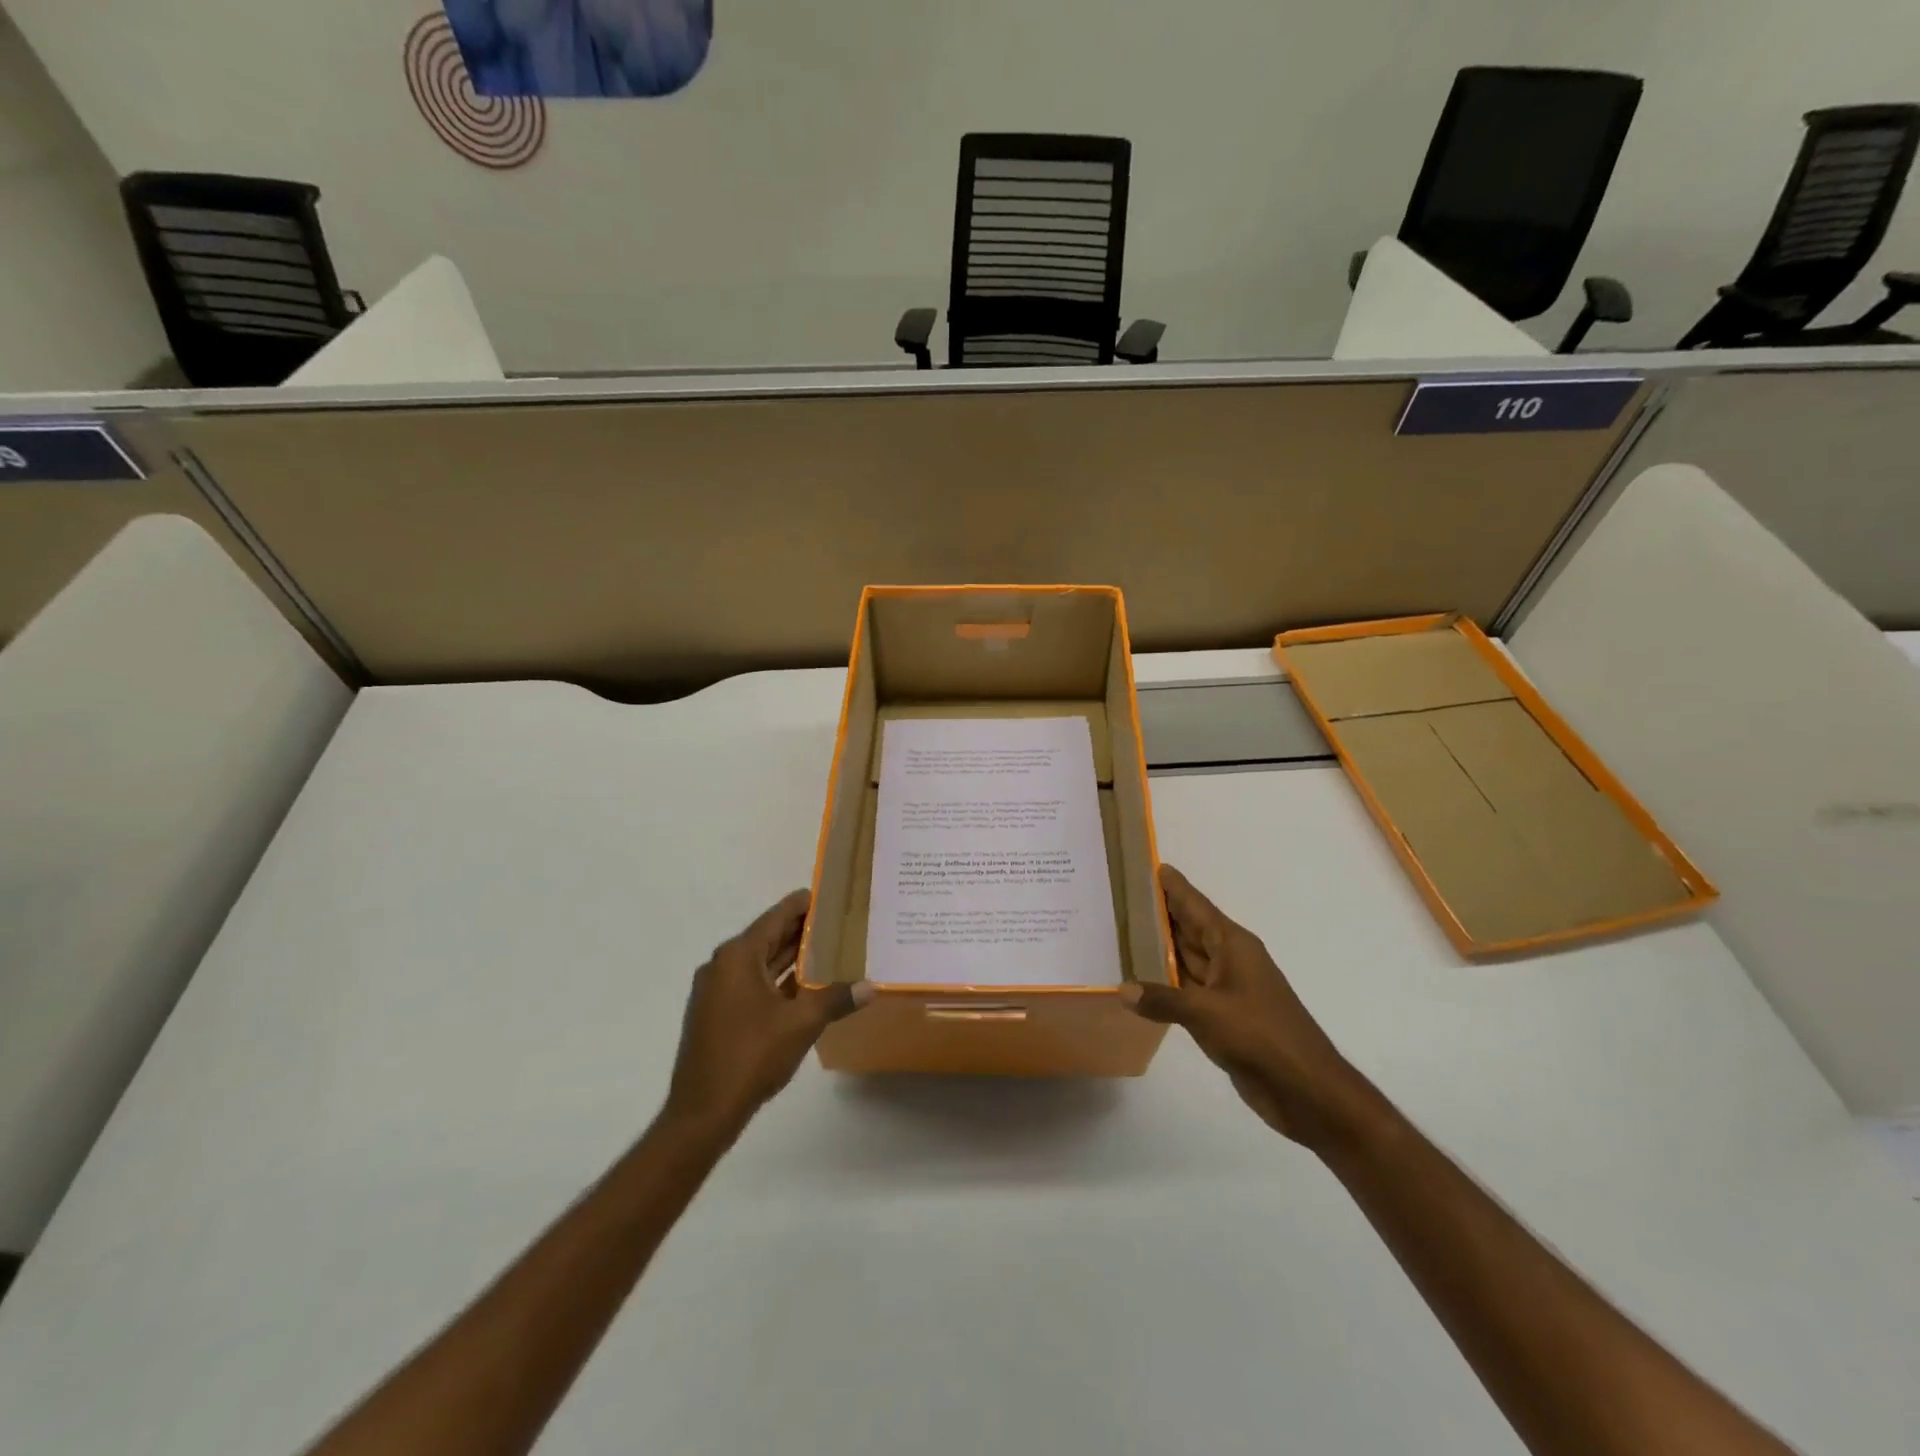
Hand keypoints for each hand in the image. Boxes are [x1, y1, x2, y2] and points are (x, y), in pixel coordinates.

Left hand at [664, 890, 873, 1135]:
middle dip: (802, 931)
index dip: (804, 904)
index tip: (831, 895)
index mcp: (738, 957)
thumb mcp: (801, 1024)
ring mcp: (716, 991)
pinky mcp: (717, 1014)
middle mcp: (723, 965)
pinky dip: (778, 980)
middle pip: (768, 937)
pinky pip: (752, 984)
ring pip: (761, 963)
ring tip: (830, 950)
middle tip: (840, 922)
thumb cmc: (751, 1056)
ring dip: (791, 958)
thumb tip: (871, 986)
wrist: (702, 1112)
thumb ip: (836, 999)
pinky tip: (806, 987)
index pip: (777, 916)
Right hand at [1122, 865, 1375, 1149]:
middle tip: (1123, 897)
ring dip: (1161, 947)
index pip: (1196, 905)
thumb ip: (1163, 999)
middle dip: (1161, 913)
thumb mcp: (1207, 1013)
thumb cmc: (1261, 1036)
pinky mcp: (1224, 1017)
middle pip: (1190, 928)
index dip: (1174, 886)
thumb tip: (1122, 989)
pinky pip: (1188, 989)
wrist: (1307, 1090)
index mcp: (1233, 945)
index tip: (1151, 864)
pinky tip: (1143, 979)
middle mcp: (1230, 960)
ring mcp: (1228, 989)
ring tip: (1124, 931)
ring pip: (1188, 958)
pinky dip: (1167, 982)